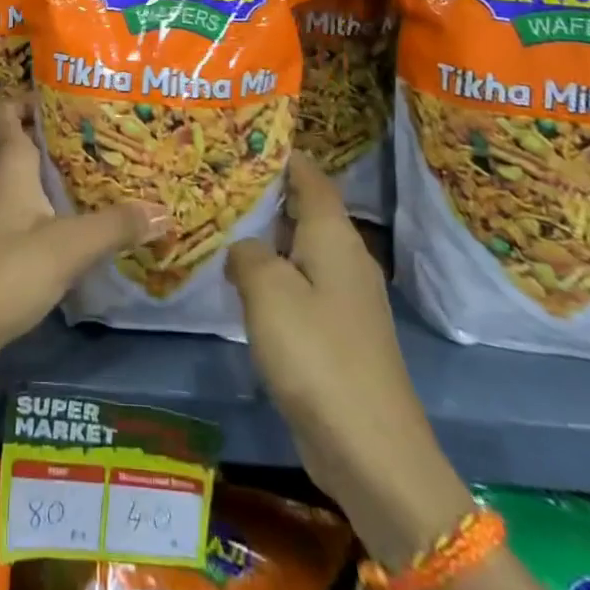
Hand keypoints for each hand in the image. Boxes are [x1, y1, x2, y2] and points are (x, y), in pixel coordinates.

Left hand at [0, 93, 163, 395]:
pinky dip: (46, 204)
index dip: (30, 96)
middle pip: (19, 139)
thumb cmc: (7, 270)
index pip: (5, 108)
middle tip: (99, 134)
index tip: (70, 96)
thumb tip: (163, 209)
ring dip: (52, 171)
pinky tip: (75, 220)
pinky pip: (22, 207)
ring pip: (22, 175)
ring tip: (97, 172)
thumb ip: (116, 225)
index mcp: (7, 163)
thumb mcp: (70, 246)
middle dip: (55, 133)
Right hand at [226, 157, 472, 565]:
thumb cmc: (317, 355)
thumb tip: (244, 246)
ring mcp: (345, 298)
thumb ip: (248, 253)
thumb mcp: (268, 291)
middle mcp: (345, 257)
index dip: (279, 153)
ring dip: (265, 236)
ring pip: (299, 248)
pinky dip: (272, 275)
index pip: (308, 175)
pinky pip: (300, 285)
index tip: (240, 137)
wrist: (373, 452)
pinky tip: (240, 283)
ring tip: (219, 223)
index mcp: (334, 236)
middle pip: (304, 209)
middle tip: (216, 179)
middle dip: (264, 193)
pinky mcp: (338, 333)